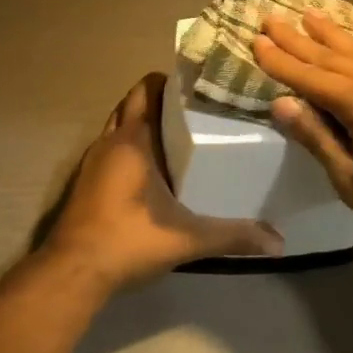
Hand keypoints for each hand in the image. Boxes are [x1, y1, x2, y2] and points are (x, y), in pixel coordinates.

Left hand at [42, 73, 283, 289]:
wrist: (73, 271)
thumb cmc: (128, 239)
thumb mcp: (187, 238)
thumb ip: (232, 236)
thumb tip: (279, 242)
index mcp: (132, 140)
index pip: (147, 89)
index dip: (170, 81)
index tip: (200, 86)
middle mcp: (109, 142)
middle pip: (132, 103)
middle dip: (159, 100)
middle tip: (195, 110)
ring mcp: (92, 162)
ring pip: (118, 126)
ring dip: (142, 123)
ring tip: (178, 134)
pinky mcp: (85, 182)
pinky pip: (110, 149)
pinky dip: (129, 147)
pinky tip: (152, 169)